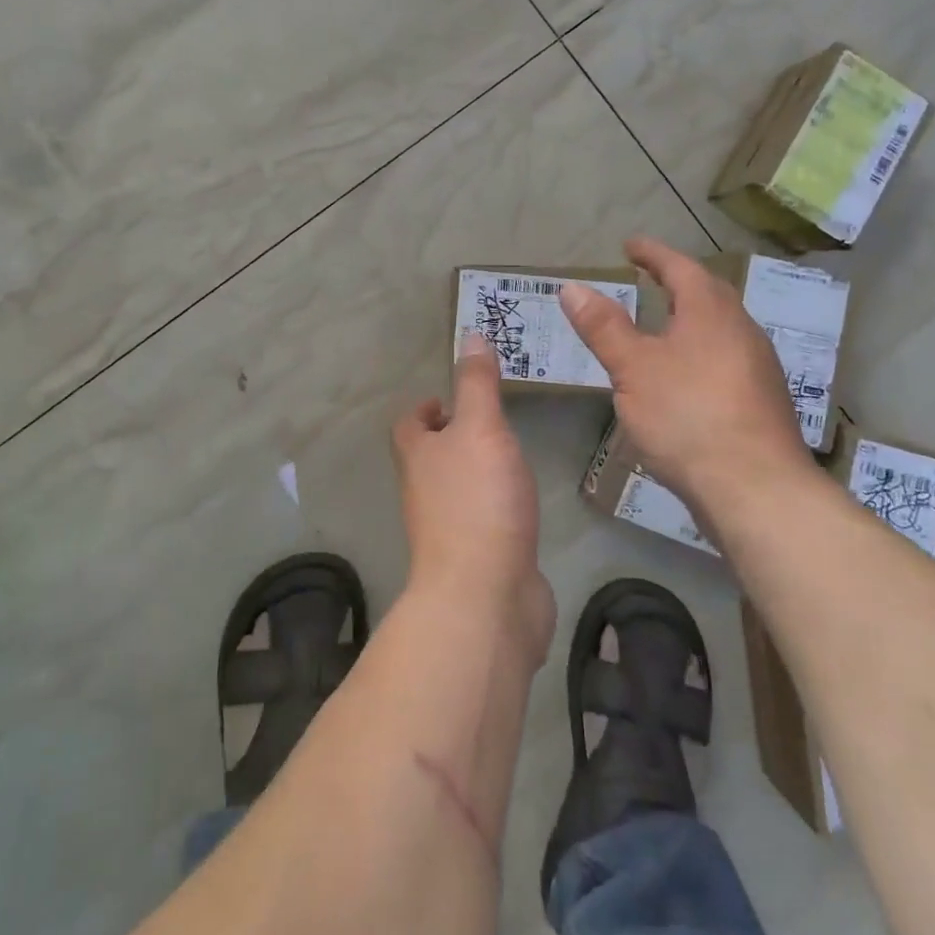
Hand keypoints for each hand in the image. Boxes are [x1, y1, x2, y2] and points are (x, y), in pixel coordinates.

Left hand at [392, 334, 555, 665]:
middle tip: (493, 421)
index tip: (453, 398)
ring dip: (478, 471)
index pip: (410, 424)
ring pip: (458, 489)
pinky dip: (498, 507)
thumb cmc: (478, 501)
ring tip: (512, 454)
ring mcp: (449, 530)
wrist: (485, 598)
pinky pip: (485, 522)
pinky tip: (524, 503)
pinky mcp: (477, 559)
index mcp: (417, 457)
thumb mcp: (480, 428)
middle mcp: (425, 492)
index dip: (427, 408)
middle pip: (431, 457)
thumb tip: (470, 335)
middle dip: (456, 438)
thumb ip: (477, 384)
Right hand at [561, 236, 817, 517]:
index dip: (653, 254)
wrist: (756, 488)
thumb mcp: (633, 368)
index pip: (680, 268)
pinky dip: (700, 351)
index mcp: (710, 312)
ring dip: (691, 318)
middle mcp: (741, 330)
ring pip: (720, 328)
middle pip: (708, 294)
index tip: (630, 245)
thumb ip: (604, 327)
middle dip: (677, 281)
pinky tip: (685, 375)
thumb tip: (572, 287)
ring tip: (663, 324)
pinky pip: (725, 358)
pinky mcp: (760, 401)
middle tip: (649, 278)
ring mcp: (757, 367)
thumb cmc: (687, 415)